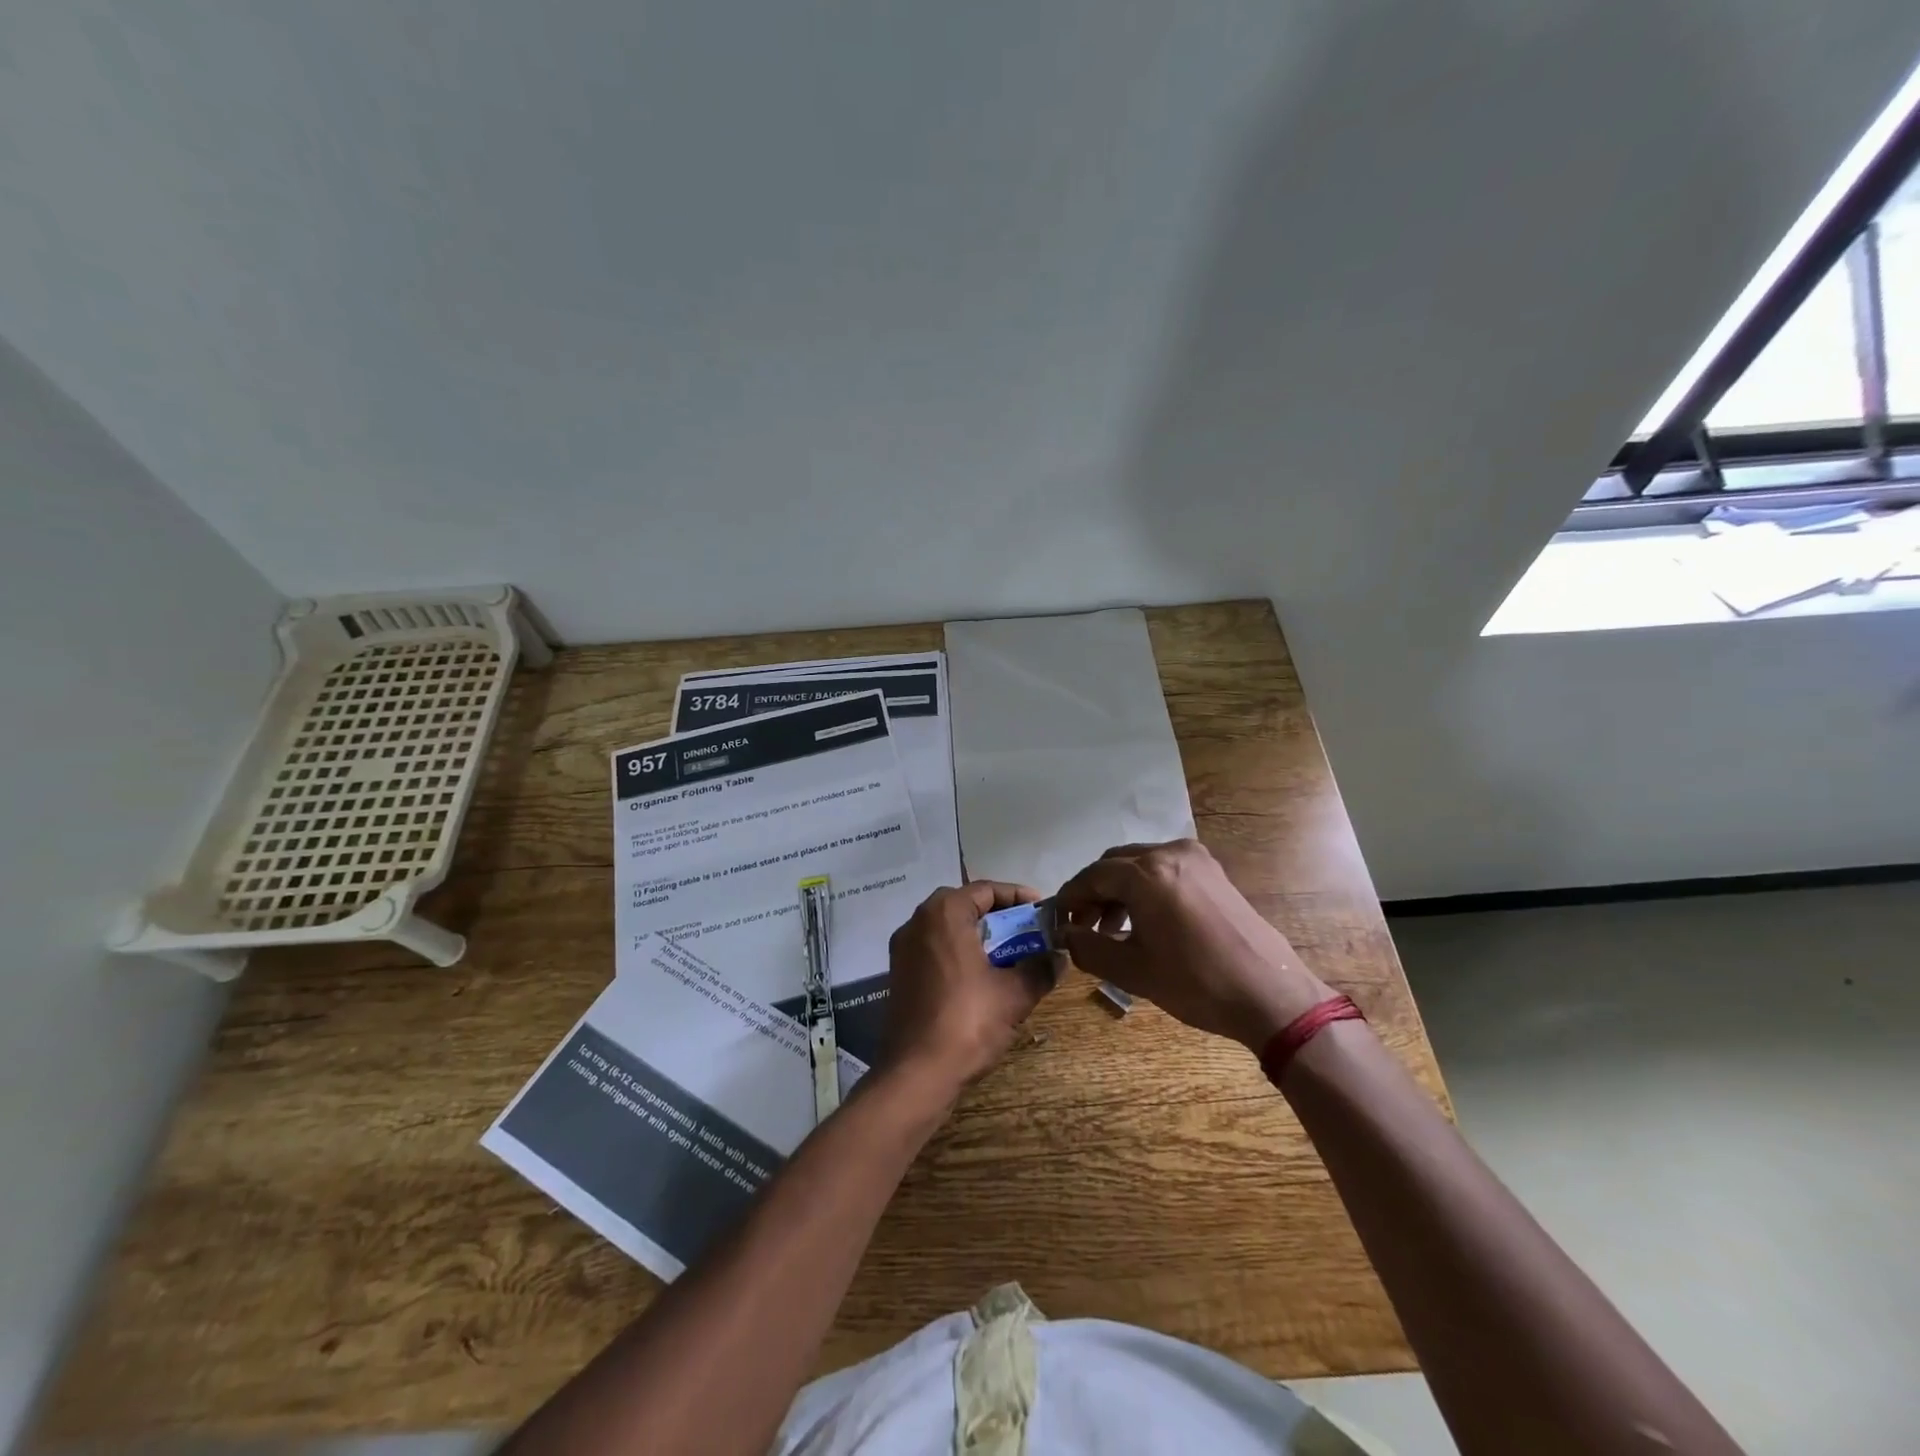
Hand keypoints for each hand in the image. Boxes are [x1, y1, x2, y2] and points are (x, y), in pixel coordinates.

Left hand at [883, 882, 1059, 1093]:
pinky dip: (959, 953)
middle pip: (964, 905)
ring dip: (978, 935)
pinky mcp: (899, 974)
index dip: (1017, 897)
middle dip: (998, 916)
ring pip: (947, 928)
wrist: (916, 1072)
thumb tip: (1059, 957)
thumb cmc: (968, 1021)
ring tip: (1009, 954)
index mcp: (943, 914)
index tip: (1042, 911)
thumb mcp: (1015, 994)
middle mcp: (917, 921)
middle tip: (1027, 931)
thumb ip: (1040, 968)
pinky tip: (981, 976)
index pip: (985, 890)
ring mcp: (903, 948)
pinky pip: (934, 949)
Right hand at [1055, 840, 1336, 1050]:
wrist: (1271, 994)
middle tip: (1082, 927)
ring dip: (1118, 890)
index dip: (1069, 899)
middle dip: (1093, 892)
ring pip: (1139, 864)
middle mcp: (1169, 853)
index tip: (1058, 922)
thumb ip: (1088, 948)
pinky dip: (1145, 887)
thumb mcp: (1133, 971)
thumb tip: (1066, 935)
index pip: (1091, 876)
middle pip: (1114, 864)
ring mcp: (1195, 858)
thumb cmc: (1197, 983)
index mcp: (1147, 874)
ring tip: (1111, 928)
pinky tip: (1144, 920)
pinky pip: (1164, 869)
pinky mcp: (1213, 871)